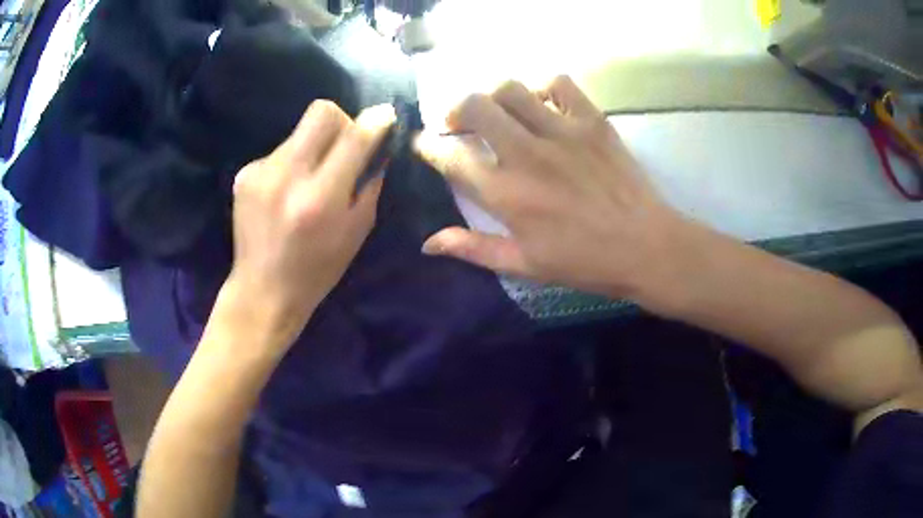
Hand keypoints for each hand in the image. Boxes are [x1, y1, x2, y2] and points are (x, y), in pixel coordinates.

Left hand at [217, 101, 394, 352]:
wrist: (262, 290)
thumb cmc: (318, 269)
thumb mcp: (357, 230)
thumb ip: (369, 182)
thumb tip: (378, 142)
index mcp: (320, 198)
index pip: (353, 136)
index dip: (375, 121)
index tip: (384, 116)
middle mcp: (287, 177)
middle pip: (321, 112)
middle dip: (340, 121)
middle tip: (343, 145)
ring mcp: (260, 172)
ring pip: (298, 132)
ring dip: (313, 148)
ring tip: (308, 181)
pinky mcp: (244, 174)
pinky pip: (279, 152)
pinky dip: (291, 164)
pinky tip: (285, 192)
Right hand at [415, 76, 681, 299]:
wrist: (645, 246)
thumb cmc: (584, 261)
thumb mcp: (524, 264)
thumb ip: (473, 248)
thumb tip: (428, 243)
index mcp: (505, 194)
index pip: (450, 156)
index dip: (429, 146)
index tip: (426, 144)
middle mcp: (526, 154)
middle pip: (474, 107)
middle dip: (456, 110)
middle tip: (461, 123)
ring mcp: (561, 132)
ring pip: (510, 89)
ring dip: (495, 97)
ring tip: (501, 112)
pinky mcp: (591, 121)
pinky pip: (559, 84)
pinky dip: (544, 88)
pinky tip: (544, 105)